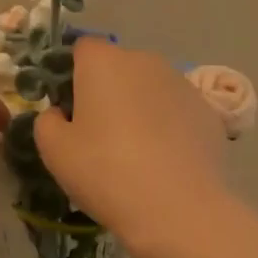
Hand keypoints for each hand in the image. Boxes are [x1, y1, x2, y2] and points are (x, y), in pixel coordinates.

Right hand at [33, 40, 232, 257]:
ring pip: (150, 88)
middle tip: (100, 134)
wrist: (178, 209)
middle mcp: (144, 61)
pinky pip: (177, 111)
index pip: (83, 48)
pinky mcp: (209, 111)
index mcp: (103, 62)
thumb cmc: (104, 171)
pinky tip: (166, 162)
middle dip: (108, 91)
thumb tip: (62, 114)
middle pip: (118, 67)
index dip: (73, 74)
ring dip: (140, 108)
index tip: (71, 109)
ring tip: (137, 153)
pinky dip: (169, 127)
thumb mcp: (54, 150)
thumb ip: (48, 121)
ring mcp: (181, 84)